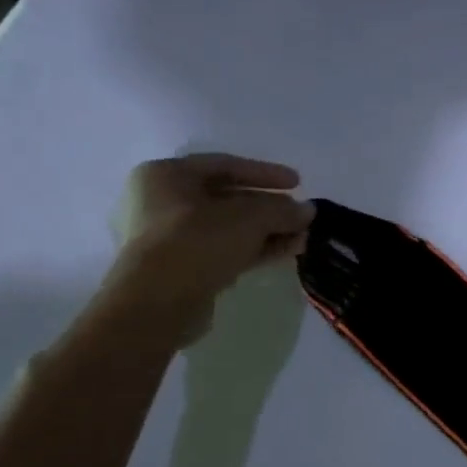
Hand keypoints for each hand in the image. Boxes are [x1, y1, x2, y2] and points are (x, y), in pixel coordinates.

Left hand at [100, 154, 314, 347]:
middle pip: (228, 198)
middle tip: (302, 215)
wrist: (159, 301)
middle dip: (271, 207)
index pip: (224, 165)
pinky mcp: (182, 266)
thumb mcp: (251, 217)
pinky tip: (287, 251)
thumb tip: (307, 210)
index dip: (266, 172)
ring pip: (230, 226)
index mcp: (166, 175)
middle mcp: (162, 201)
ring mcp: (170, 236)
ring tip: (303, 237)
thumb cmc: (197, 241)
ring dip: (269, 230)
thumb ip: (283, 209)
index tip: (298, 183)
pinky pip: (225, 248)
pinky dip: (256, 247)